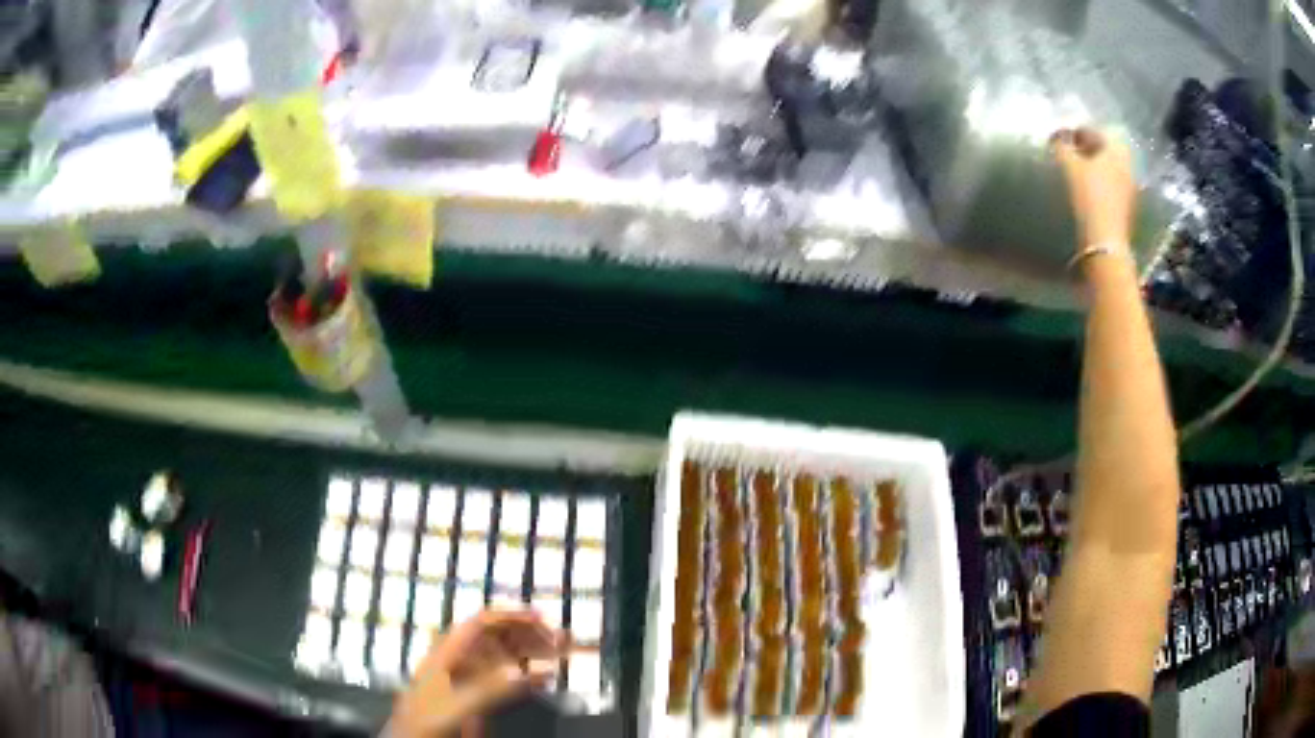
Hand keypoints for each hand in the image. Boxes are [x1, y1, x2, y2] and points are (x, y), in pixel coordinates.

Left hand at [389, 609, 565, 737]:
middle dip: (526, 634)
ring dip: (527, 651)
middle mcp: (455, 660)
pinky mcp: (468, 695)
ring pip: (499, 656)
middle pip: (494, 636)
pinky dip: (522, 674)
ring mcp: (461, 678)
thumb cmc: (423, 722)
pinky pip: (499, 677)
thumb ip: (496, 688)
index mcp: (446, 653)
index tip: (542, 619)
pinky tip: (538, 677)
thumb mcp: (461, 704)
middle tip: (557, 639)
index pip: (482, 622)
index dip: (512, 616)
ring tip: (556, 653)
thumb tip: (535, 674)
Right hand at [1050, 127, 1136, 250]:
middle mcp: (1126, 164)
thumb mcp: (1069, 166)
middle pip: (1105, 149)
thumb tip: (1058, 135)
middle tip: (1073, 154)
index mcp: (1114, 148)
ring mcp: (1130, 186)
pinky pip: (1113, 184)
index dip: (1076, 132)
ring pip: (1110, 167)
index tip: (1063, 139)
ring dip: (1097, 166)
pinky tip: (1091, 190)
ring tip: (1080, 172)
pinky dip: (1102, 182)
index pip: (1093, 130)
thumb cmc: (1088, 196)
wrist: (1105, 240)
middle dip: (1089, 148)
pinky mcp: (1128, 205)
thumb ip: (1062, 145)